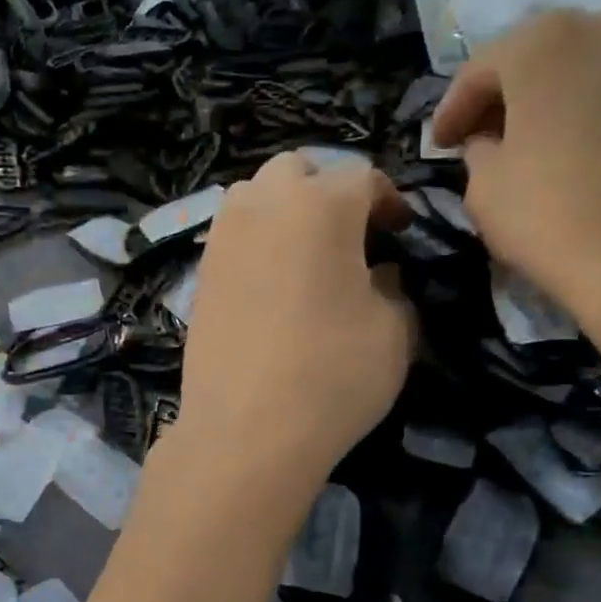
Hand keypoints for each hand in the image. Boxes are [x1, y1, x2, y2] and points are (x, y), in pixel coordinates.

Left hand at [177, 153, 416, 488]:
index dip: (388, 201)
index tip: (399, 232)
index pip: (363, 177)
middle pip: (299, 170)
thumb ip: (395, 287)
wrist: (245, 431)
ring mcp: (223, 235)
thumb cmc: (332, 375)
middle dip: (328, 191)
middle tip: (349, 234)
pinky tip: (272, 282)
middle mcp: (265, 203)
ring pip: (256, 194)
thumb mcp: (394, 331)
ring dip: (285, 208)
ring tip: (307, 253)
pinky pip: (233, 232)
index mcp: (321, 204)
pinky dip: (257, 239)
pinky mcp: (200, 270)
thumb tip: (380, 274)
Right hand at [430, 8, 600, 315]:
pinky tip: (576, 147)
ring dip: (550, 99)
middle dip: (503, 96)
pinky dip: (590, 108)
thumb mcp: (483, 186)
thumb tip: (492, 143)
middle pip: (536, 56)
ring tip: (530, 142)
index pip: (480, 70)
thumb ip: (478, 150)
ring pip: (582, 66)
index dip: (453, 109)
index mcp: (543, 42)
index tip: (439, 144)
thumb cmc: (551, 215)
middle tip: (480, 137)